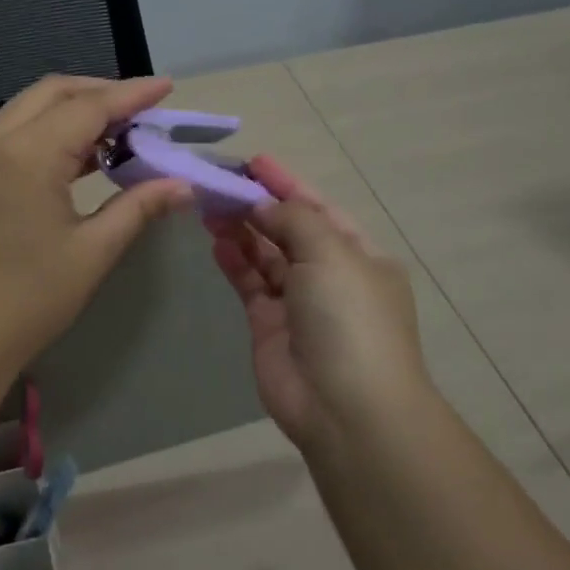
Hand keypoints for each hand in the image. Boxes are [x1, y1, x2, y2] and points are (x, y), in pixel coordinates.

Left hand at [0, 75, 193, 379]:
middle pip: (53, 93)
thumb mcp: (91, 252)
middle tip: (144, 110)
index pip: (88, 107)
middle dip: (101, 94)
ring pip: (29, 109)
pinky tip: (77, 156)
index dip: (131, 95)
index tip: (167, 87)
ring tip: (118, 132)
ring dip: (73, 111)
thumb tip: (183, 185)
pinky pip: (11, 132)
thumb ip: (138, 207)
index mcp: (25, 154)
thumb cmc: (27, 300)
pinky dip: (47, 131)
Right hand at [206, 156, 432, 449]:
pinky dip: (234, 261)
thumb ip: (294, 219)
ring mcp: (298, 302)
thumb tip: (264, 204)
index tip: (253, 162)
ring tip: (209, 206)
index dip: (287, 183)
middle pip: (288, 230)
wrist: (344, 407)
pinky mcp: (268, 325)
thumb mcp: (331, 253)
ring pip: (265, 255)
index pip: (319, 208)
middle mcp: (330, 276)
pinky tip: (216, 241)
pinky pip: (249, 283)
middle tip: (218, 181)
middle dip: (257, 205)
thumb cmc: (349, 318)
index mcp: (360, 255)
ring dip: (241, 230)